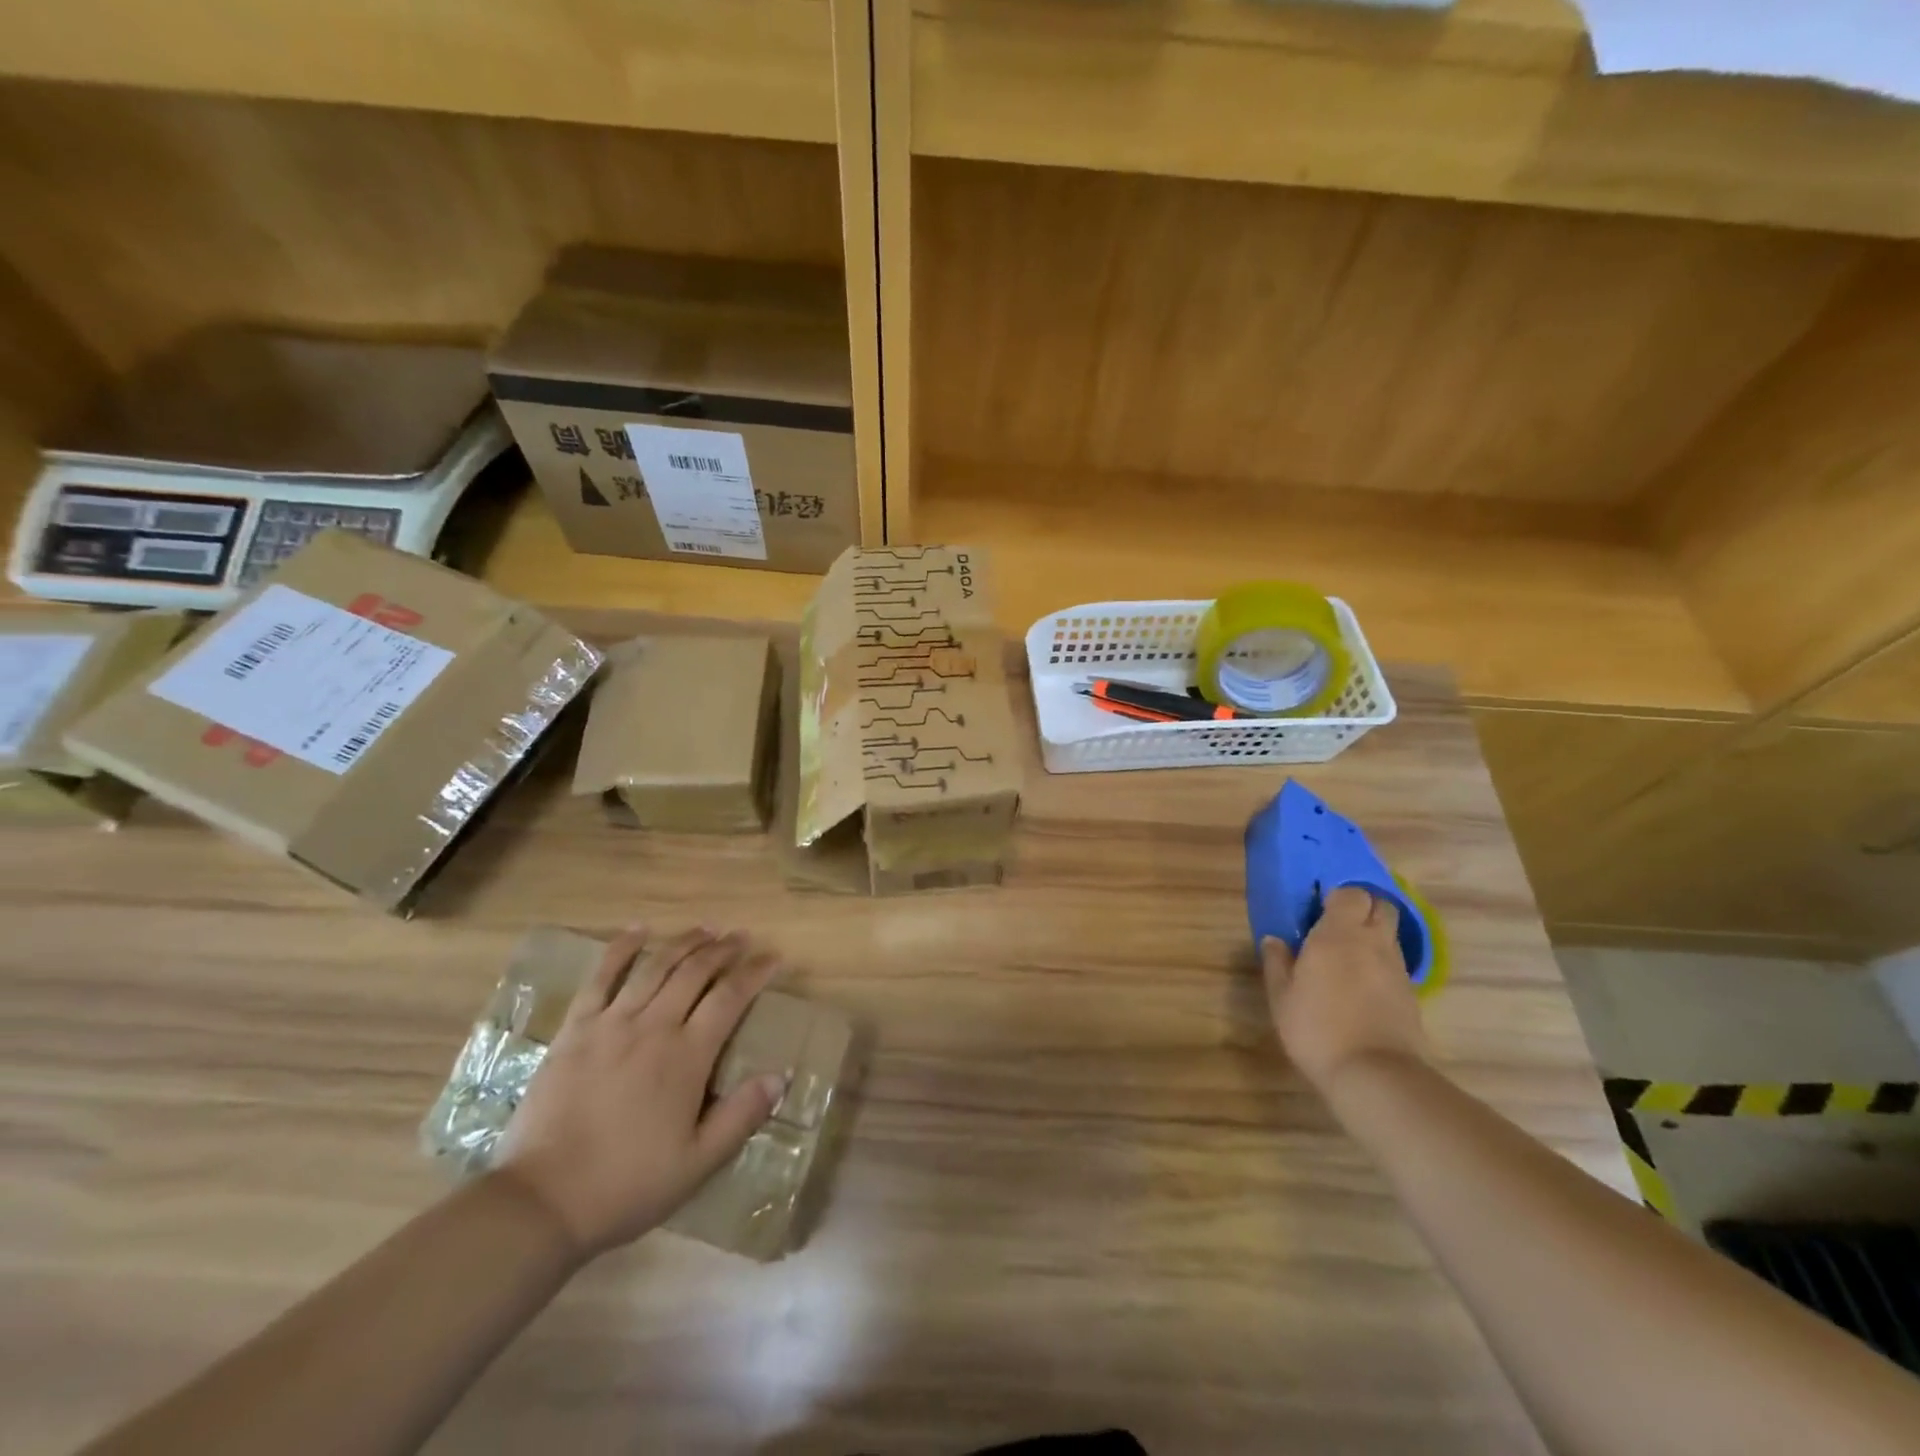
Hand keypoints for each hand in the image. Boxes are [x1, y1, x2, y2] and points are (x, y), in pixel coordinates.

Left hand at [493, 926, 785, 1260]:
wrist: (542, 1201)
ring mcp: (611, 1023)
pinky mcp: (576, 1029)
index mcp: (687, 1056)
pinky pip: (601, 977)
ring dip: (684, 942)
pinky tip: (638, 930)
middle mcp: (654, 1026)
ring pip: (655, 966)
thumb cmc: (627, 1184)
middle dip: (723, 949)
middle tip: (741, 938)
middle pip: (695, 971)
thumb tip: (779, 1077)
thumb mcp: (698, 1163)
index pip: (730, 998)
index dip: (755, 972)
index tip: (773, 957)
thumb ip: (741, 1117)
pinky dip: (621, 948)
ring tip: (705, 929)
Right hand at [1262, 886, 1428, 1094]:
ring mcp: (1397, 968)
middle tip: (1338, 926)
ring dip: (1373, 937)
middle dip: (1363, 909)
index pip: (1351, 893)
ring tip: (1349, 958)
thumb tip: (1274, 940)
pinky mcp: (1411, 994)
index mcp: (1338, 934)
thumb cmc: (1316, 1028)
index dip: (1337, 897)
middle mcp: (1373, 943)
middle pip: (1381, 907)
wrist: (1374, 1075)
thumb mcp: (1282, 997)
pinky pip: (1395, 964)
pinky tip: (1363, 986)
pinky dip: (1381, 965)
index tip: (1318, 909)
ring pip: (1390, 936)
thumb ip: (1277, 963)